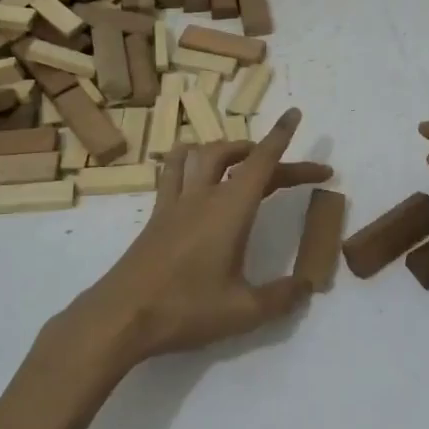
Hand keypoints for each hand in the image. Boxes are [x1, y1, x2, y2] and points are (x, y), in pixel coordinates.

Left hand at [61, 109, 332, 367]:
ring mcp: (177, 201)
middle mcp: (204, 194)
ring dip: (229, 149)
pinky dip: (191, 160)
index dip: (281, 136)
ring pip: (203, 154)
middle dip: (271, 156)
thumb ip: (282, 297)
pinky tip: (195, 170)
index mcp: (230, 209)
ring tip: (245, 158)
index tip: (295, 113)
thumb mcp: (244, 311)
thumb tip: (307, 286)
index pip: (262, 161)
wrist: (122, 315)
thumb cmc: (185, 309)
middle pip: (241, 158)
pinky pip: (174, 170)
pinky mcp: (158, 213)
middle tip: (297, 174)